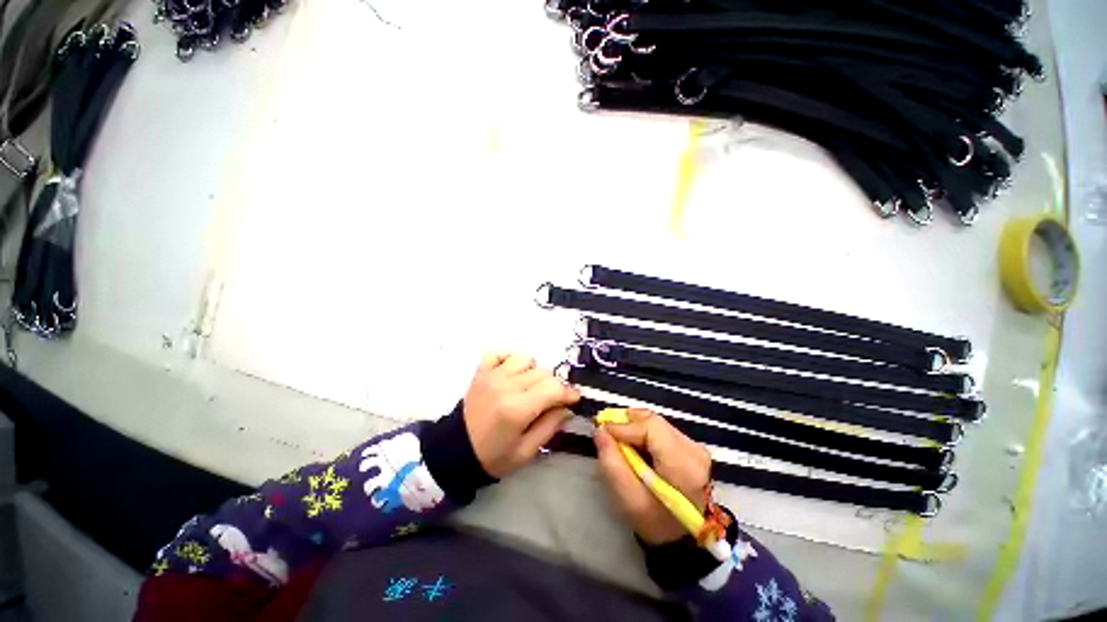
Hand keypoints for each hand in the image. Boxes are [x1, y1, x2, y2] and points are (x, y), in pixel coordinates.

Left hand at [463, 352, 579, 478]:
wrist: (455, 450)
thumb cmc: (493, 456)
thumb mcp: (526, 452)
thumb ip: (550, 426)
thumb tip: (567, 408)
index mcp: (517, 409)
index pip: (553, 388)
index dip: (568, 393)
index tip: (573, 400)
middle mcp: (506, 385)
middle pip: (543, 372)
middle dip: (553, 386)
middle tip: (550, 401)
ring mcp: (492, 375)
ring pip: (526, 358)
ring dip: (533, 371)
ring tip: (529, 387)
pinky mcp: (481, 371)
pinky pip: (500, 353)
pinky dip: (510, 359)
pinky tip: (512, 374)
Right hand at [596, 409, 712, 544]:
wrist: (683, 539)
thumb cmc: (655, 522)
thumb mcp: (628, 499)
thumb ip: (612, 463)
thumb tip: (600, 432)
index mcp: (683, 464)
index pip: (650, 428)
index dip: (623, 426)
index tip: (602, 431)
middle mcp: (693, 449)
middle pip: (653, 421)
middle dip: (626, 423)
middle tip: (606, 431)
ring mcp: (694, 447)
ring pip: (656, 422)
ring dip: (633, 426)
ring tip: (617, 438)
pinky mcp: (690, 447)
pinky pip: (661, 429)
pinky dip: (643, 432)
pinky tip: (632, 443)